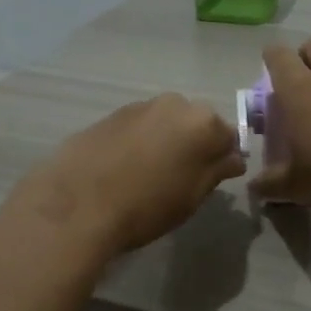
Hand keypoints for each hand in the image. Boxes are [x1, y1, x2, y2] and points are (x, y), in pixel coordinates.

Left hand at [11, 94, 245, 256]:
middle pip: (195, 124)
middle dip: (193, 145)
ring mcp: (139, 106)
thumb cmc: (146, 206)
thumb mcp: (191, 197)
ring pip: (164, 123)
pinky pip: (138, 127)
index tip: (211, 180)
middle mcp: (174, 104)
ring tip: (149, 174)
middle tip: (181, 178)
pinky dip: (138, 141)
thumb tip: (232, 158)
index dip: (223, 159)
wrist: (78, 203)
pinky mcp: (110, 115)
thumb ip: (216, 171)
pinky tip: (125, 168)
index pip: (228, 137)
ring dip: (164, 141)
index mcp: (202, 123)